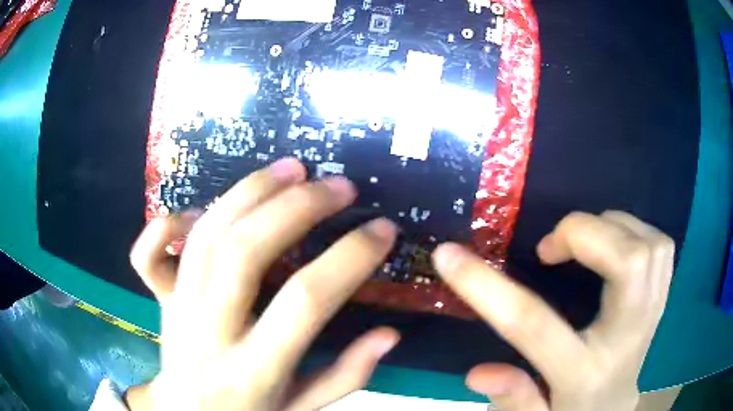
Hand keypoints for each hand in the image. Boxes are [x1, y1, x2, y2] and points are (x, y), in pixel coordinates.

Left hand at [127, 158, 399, 410]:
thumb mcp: (303, 410)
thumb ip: (345, 377)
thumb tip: (389, 335)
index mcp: (253, 371)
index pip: (304, 302)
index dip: (349, 258)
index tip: (383, 230)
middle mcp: (209, 333)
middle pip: (245, 252)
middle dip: (298, 207)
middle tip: (340, 186)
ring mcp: (177, 310)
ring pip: (206, 237)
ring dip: (250, 193)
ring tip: (292, 169)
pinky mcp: (159, 299)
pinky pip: (148, 254)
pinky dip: (169, 222)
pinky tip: (204, 207)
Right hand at [433, 211, 673, 410]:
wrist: (614, 409)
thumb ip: (512, 399)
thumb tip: (479, 372)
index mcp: (584, 373)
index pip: (534, 325)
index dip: (486, 287)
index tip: (448, 254)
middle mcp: (627, 338)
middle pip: (628, 264)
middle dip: (583, 235)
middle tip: (550, 249)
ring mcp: (653, 314)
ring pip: (649, 247)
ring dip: (611, 229)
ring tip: (584, 243)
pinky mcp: (663, 298)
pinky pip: (660, 245)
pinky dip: (634, 231)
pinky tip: (614, 245)